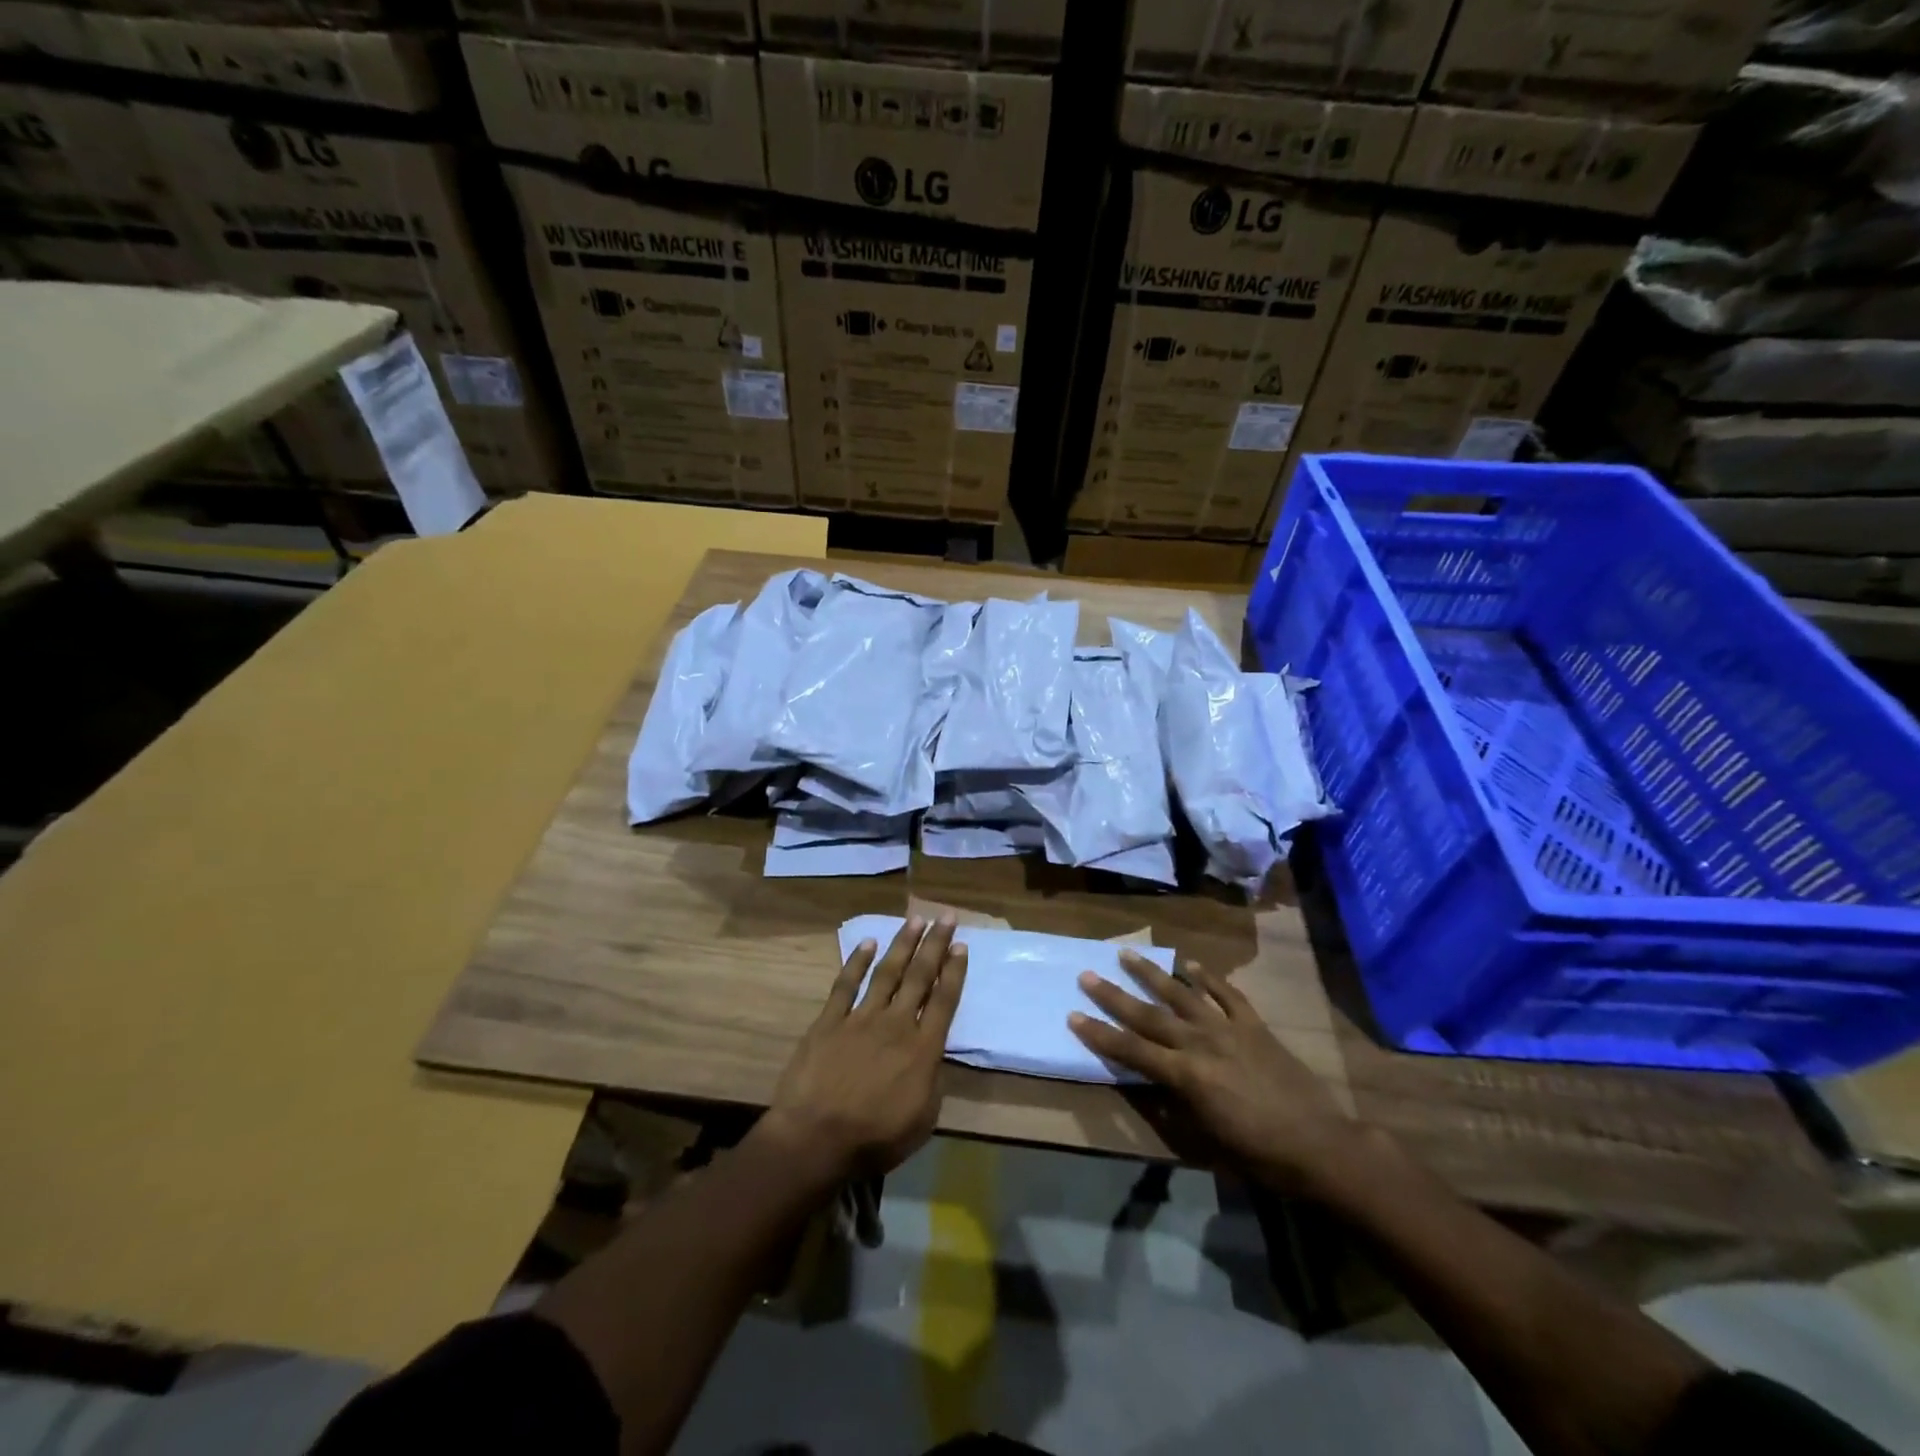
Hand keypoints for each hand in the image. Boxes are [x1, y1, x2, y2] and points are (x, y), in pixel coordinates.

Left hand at [761, 917, 966, 1183]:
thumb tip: (933, 1057)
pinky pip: (846, 985)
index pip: (944, 1000)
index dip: (954, 971)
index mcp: (922, 1049)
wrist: (816, 1138)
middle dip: (935, 944)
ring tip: (915, 919)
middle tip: (946, 916)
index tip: (961, 945)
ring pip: (887, 972)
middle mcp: (896, 1023)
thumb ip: (932, 1082)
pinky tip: (867, 943)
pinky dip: (857, 962)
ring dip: (902, 944)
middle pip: (920, 976)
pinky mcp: (829, 1021)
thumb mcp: (922, 1120)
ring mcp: (861, 1018)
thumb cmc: (874, 1138)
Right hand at [1068, 951, 1355, 1194]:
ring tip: (1128, 954)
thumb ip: (1171, 1107)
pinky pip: (1227, 994)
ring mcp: (1228, 1029)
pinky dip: (1208, 977)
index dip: (1099, 1034)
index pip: (1131, 1050)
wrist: (1319, 1146)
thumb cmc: (1258, 1155)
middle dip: (1114, 995)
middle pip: (1148, 1014)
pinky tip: (1191, 964)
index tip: (1073, 1015)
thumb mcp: (1204, 1140)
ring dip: (1152, 973)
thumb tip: (1146, 1084)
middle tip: (1087, 974)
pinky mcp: (1254, 1025)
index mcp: (1185, 1076)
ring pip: (1182, 994)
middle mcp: (1199, 1043)